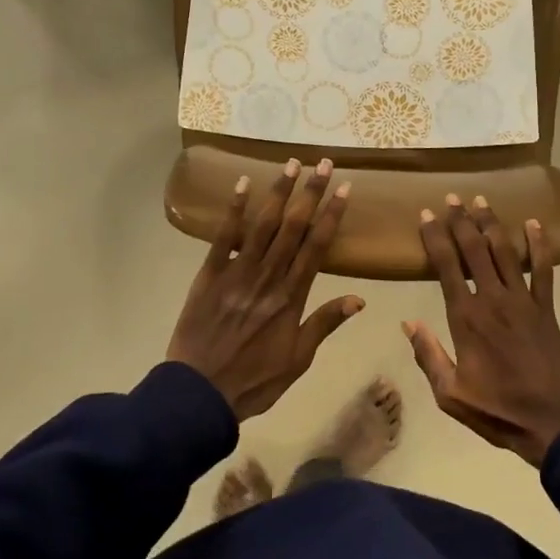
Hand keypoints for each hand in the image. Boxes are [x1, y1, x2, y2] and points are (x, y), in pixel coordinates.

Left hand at [168, 159, 364, 420]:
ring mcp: (237, 273)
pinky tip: (242, 184)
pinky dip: (234, 210)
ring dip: (278, 192)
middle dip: (310, 193)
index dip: (332, 216)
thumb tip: (359, 299)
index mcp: (292, 297)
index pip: (317, 247)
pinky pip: (223, 237)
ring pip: (263, 225)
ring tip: (292, 163)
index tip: (344, 189)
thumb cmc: (254, 380)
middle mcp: (268, 277)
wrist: (200, 394)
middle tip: (324, 163)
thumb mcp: (298, 359)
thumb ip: (325, 324)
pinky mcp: (209, 274)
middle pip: (293, 227)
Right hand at [405, 196, 559, 466]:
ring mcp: (523, 300)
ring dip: (492, 224)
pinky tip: (534, 223)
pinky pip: (544, 269)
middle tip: (452, 197)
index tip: (426, 214)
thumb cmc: (498, 411)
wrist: (554, 422)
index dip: (435, 237)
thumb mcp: (450, 395)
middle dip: (462, 220)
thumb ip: (428, 356)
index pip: (446, 267)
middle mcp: (493, 299)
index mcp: (466, 318)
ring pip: (505, 252)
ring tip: (481, 200)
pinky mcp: (546, 308)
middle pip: (475, 250)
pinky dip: (539, 245)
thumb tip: (407, 324)